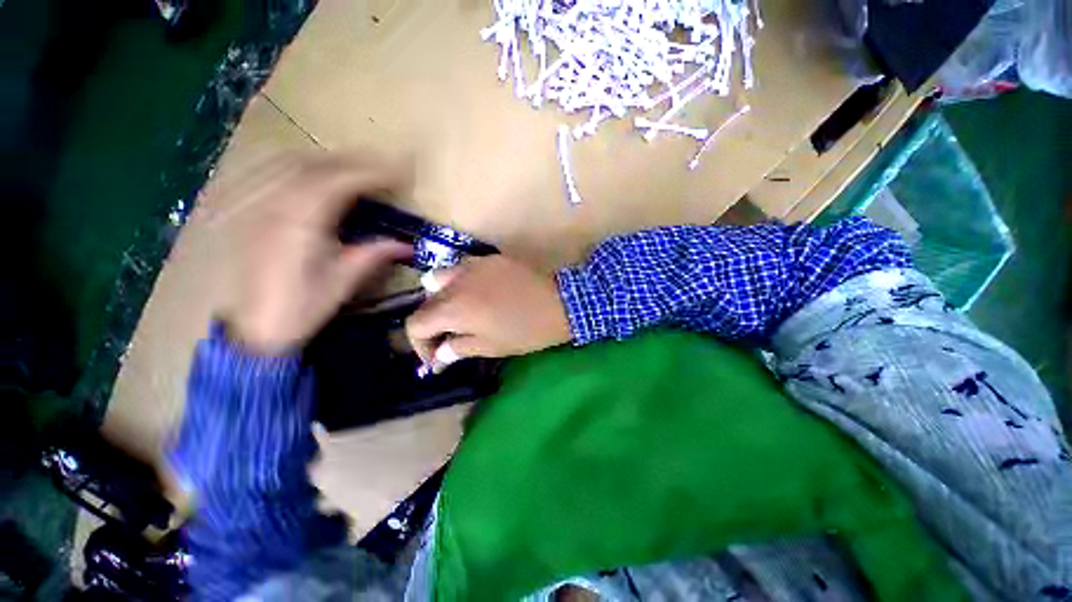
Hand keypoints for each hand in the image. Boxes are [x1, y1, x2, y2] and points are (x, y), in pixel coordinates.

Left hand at [222, 153, 411, 354]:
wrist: (253, 327)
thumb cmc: (301, 307)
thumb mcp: (344, 282)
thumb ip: (374, 256)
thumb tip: (406, 245)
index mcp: (301, 222)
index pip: (341, 181)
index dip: (374, 172)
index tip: (401, 171)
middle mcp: (274, 204)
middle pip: (315, 163)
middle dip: (354, 160)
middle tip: (384, 166)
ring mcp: (255, 204)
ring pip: (290, 161)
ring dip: (328, 158)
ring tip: (355, 166)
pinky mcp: (246, 210)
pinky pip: (269, 172)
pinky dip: (297, 165)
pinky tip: (311, 172)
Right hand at [405, 255, 571, 369]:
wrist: (560, 302)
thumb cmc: (526, 331)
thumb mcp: (491, 347)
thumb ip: (458, 348)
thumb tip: (439, 356)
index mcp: (453, 308)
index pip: (415, 325)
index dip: (420, 346)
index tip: (437, 359)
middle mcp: (455, 282)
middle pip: (425, 302)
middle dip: (432, 325)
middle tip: (449, 339)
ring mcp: (472, 265)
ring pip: (438, 280)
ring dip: (441, 300)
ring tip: (458, 314)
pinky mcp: (488, 259)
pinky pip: (462, 268)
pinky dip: (459, 283)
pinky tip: (476, 294)